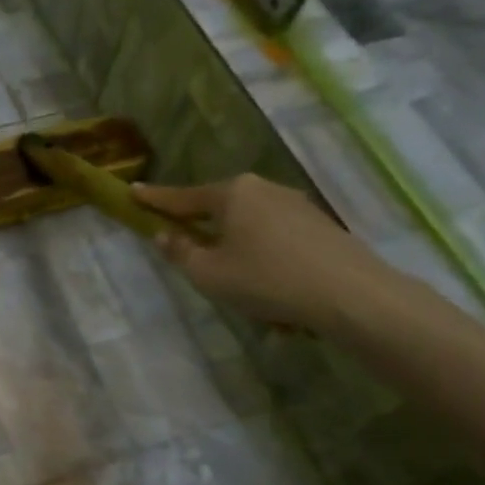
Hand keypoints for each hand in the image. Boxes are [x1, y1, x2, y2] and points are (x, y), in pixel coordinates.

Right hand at [133, 174, 400, 333]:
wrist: (351, 295)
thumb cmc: (267, 279)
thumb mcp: (209, 273)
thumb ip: (181, 252)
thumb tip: (165, 235)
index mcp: (232, 193)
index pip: (182, 197)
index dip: (155, 198)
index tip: (133, 191)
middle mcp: (263, 189)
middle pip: (219, 208)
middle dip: (202, 227)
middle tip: (188, 248)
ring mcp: (296, 204)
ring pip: (249, 224)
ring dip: (236, 247)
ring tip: (237, 282)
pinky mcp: (319, 225)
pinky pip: (275, 237)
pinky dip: (263, 256)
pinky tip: (271, 287)